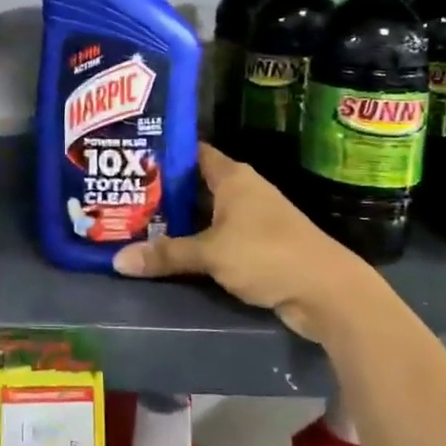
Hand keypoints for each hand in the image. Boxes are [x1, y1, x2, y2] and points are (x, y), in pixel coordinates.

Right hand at [110, 143, 370, 340]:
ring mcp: (252, 219)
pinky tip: (169, 253)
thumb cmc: (267, 255)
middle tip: (123, 197)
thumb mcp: (211, 254)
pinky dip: (196, 243)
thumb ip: (167, 255)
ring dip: (178, 222)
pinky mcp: (257, 246)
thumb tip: (118, 261)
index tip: (132, 159)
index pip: (193, 152)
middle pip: (195, 185)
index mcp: (233, 177)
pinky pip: (217, 238)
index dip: (164, 153)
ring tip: (135, 224)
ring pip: (205, 214)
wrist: (327, 292)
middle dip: (162, 192)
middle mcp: (242, 191)